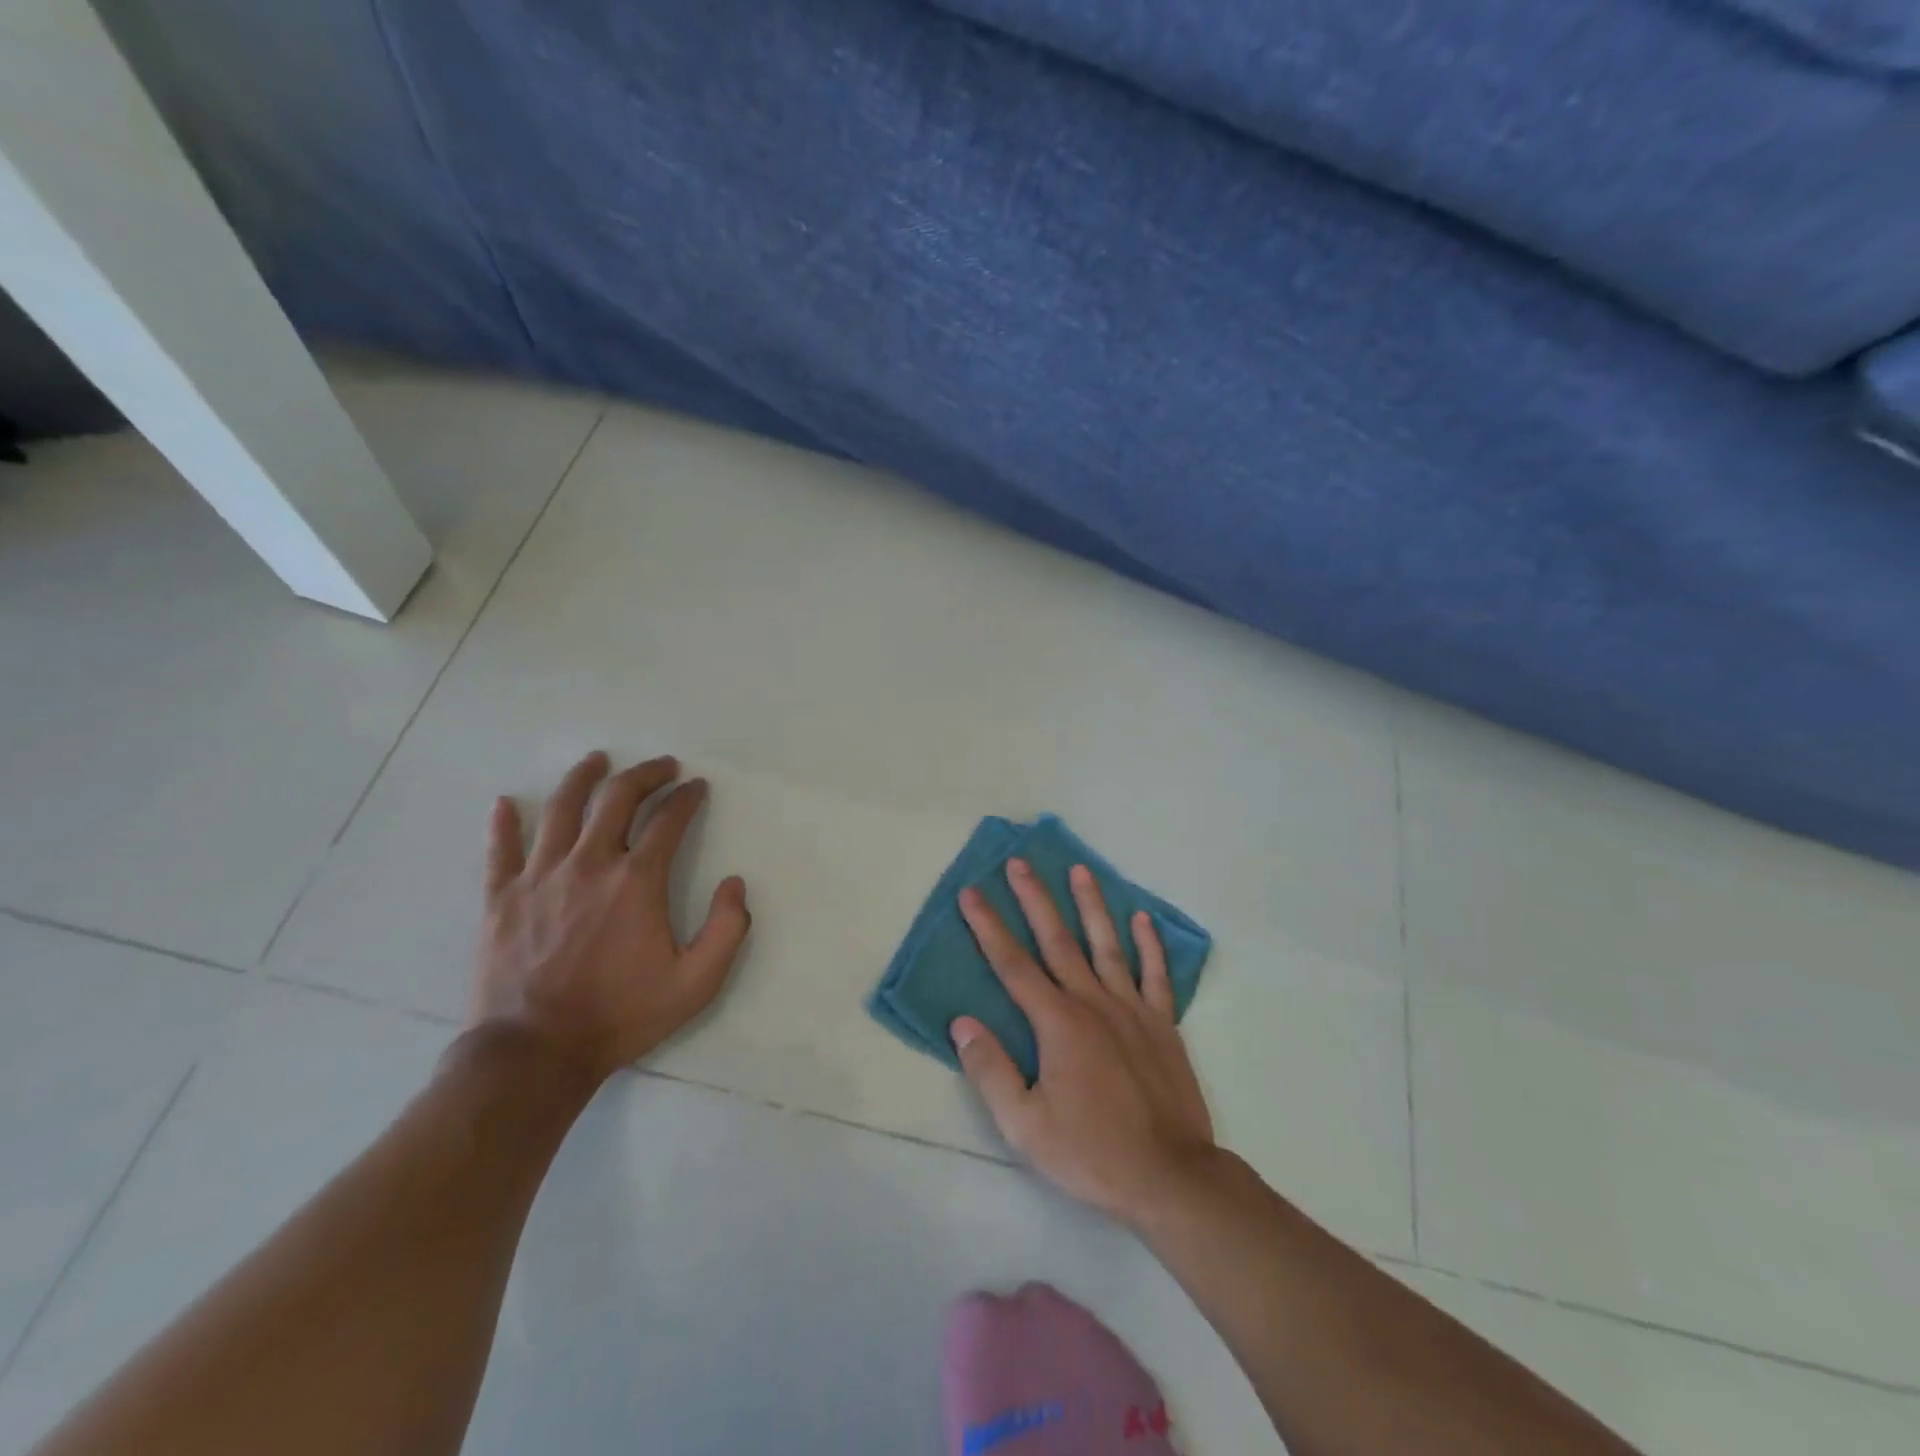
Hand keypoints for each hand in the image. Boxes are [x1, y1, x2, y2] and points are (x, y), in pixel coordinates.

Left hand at [470, 752, 751, 1085]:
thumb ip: (728, 929)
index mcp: (637, 881)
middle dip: (645, 774)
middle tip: (662, 765)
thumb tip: (735, 883)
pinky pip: (501, 849)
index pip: (669, 821)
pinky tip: (504, 803)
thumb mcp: (696, 983)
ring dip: (582, 778)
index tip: (697, 787)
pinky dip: (503, 823)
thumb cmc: (620, 1016)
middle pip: (617, 798)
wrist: (534, 1055)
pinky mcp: (501, 898)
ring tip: (597, 760)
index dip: (687, 798)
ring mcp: (539, 877)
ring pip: (560, 809)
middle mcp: (589, 864)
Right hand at [952, 860, 1215, 1225]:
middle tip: (1018, 862)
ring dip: (1091, 905)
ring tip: (1080, 870)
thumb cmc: (1091, 1153)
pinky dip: (1149, 944)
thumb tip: (962, 1022)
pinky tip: (1142, 918)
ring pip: (1106, 944)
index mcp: (1057, 1023)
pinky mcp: (1163, 1024)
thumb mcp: (1024, 1126)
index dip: (988, 926)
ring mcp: (1132, 1009)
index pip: (1012, 964)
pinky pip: (1156, 975)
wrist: (1171, 1177)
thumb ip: (991, 1070)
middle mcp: (1092, 1003)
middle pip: (1057, 940)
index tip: (971, 893)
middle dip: (1034, 899)